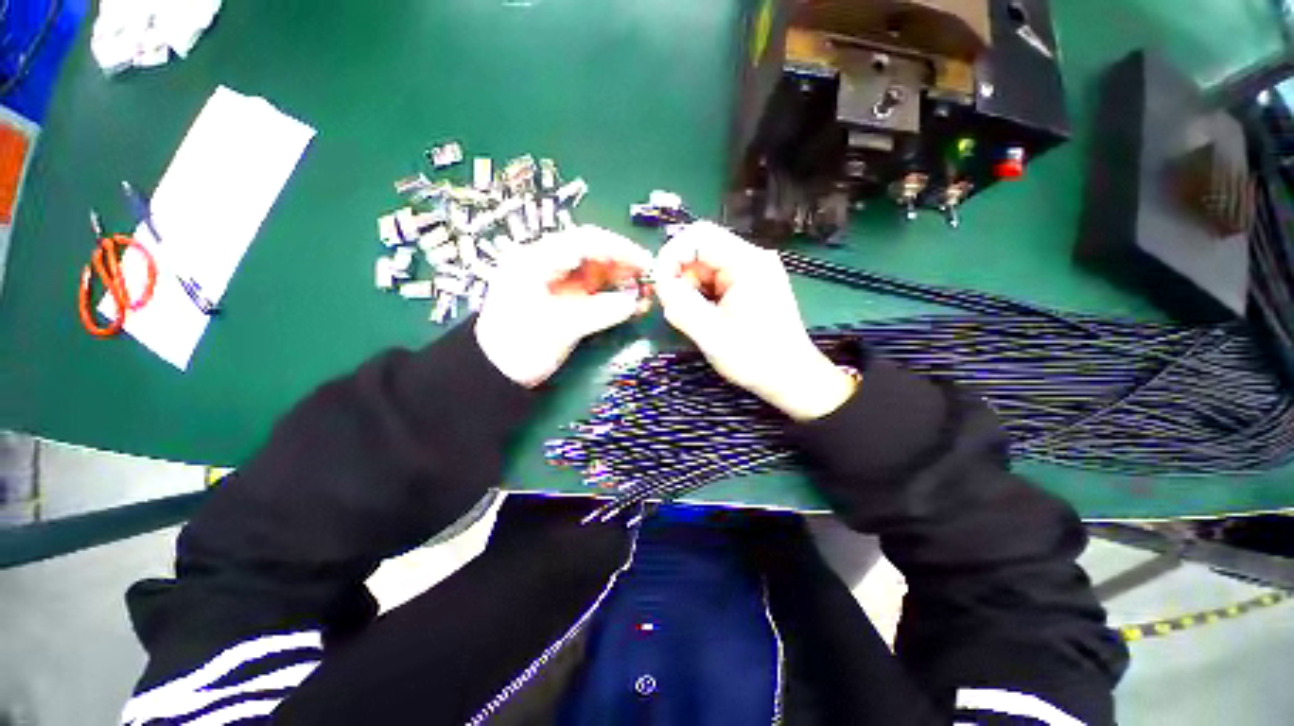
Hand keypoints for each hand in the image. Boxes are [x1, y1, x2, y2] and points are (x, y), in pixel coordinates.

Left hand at [476, 226, 653, 387]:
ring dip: (620, 278)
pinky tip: (630, 302)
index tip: (644, 263)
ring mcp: (555, 280)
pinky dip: (612, 294)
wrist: (496, 372)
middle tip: (648, 277)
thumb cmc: (521, 346)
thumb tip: (634, 302)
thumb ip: (599, 312)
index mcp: (536, 260)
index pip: (584, 241)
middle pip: (591, 252)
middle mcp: (546, 263)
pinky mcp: (563, 297)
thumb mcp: (560, 328)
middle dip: (622, 263)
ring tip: (644, 290)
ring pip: (595, 269)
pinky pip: (593, 289)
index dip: (618, 249)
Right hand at [651, 221, 857, 420]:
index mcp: (747, 263)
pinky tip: (704, 315)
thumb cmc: (755, 358)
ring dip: (690, 286)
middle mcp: (752, 258)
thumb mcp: (711, 334)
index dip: (671, 255)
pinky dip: (702, 293)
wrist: (791, 377)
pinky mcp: (750, 284)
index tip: (659, 284)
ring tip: (692, 316)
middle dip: (680, 274)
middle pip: (701, 249)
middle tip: (673, 304)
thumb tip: (659, 284)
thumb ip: (680, 305)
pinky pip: (716, 278)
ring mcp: (753, 271)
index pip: (698, 236)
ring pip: (706, 265)